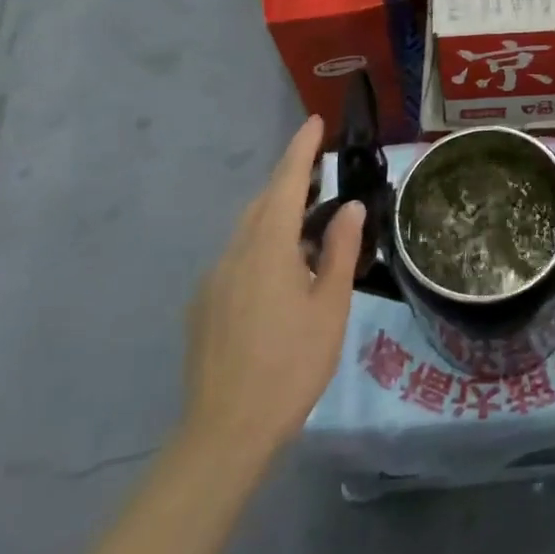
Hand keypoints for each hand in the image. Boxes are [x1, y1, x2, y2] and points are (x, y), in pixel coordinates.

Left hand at [181, 116, 363, 481]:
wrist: (225, 432)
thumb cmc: (290, 365)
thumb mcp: (330, 306)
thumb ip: (340, 250)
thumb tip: (351, 207)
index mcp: (266, 248)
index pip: (285, 183)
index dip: (301, 150)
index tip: (315, 122)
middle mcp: (233, 254)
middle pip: (262, 203)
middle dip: (290, 182)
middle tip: (322, 175)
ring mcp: (213, 280)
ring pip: (247, 231)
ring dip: (277, 217)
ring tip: (310, 227)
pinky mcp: (203, 306)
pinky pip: (237, 259)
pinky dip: (262, 248)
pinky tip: (282, 276)